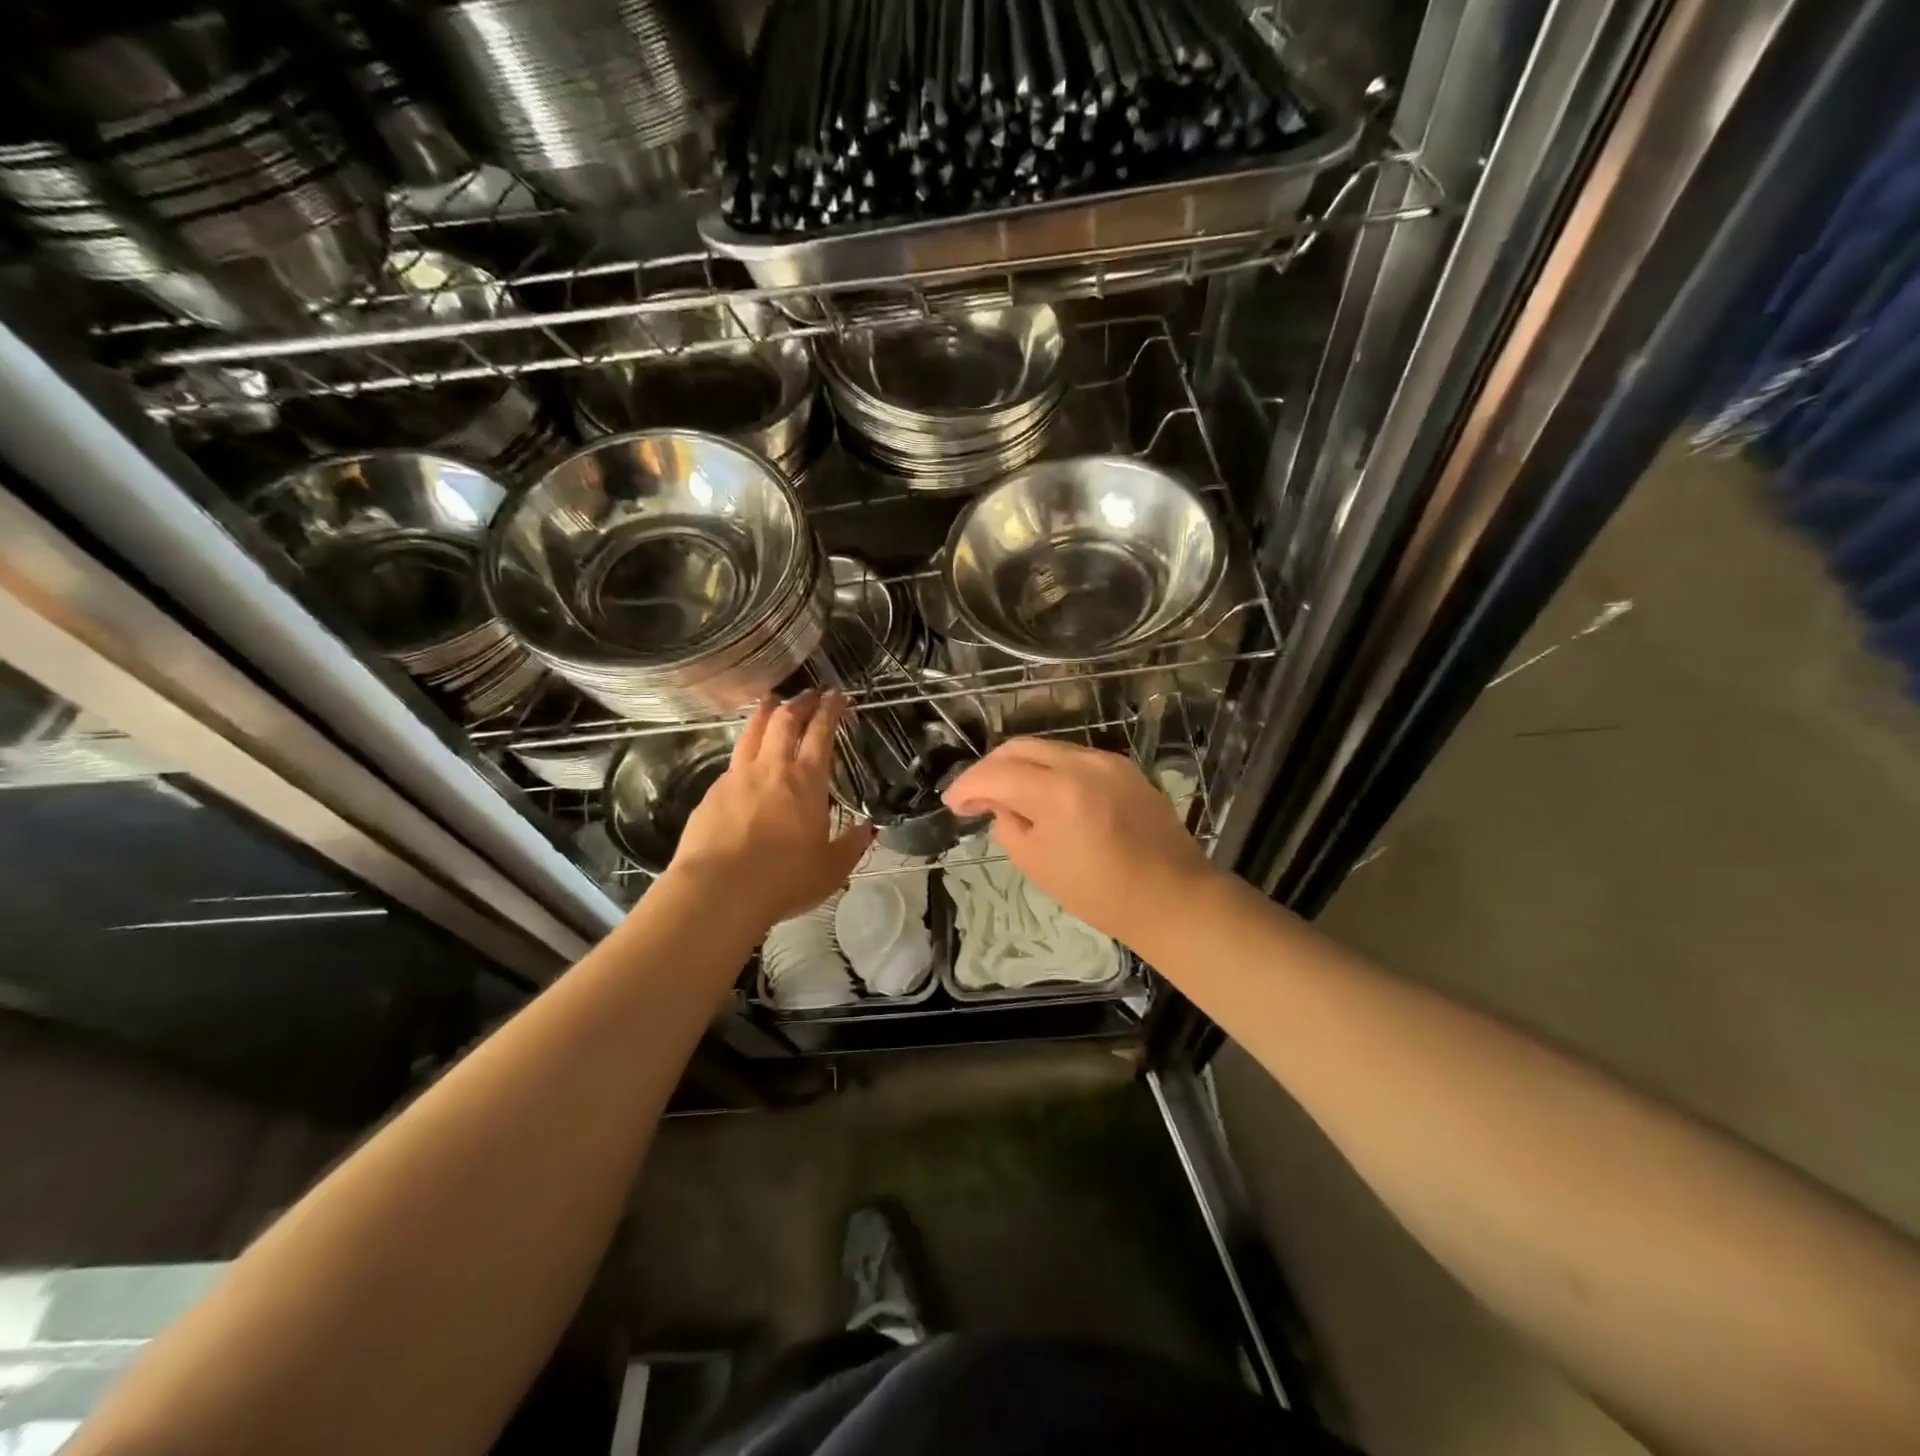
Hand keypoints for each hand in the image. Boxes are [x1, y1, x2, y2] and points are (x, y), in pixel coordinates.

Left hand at [666, 692, 873, 930]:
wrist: (719, 891)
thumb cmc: (784, 879)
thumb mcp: (832, 869)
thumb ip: (852, 845)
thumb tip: (869, 828)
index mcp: (807, 781)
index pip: (821, 734)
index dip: (830, 711)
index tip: (836, 696)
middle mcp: (772, 769)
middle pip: (785, 722)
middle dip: (800, 703)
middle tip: (809, 694)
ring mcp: (737, 777)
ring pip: (752, 732)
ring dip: (765, 713)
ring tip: (771, 701)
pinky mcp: (711, 794)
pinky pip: (731, 762)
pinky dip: (744, 749)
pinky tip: (745, 758)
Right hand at [942, 738, 1217, 949]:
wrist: (1172, 898)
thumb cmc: (1100, 894)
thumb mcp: (1038, 864)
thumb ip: (1009, 823)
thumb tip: (998, 802)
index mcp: (1059, 793)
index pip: (996, 774)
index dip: (967, 786)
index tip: (952, 803)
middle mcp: (1083, 764)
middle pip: (1020, 747)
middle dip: (990, 768)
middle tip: (974, 796)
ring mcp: (1108, 761)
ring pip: (1047, 748)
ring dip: (1019, 766)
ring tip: (1006, 795)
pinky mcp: (1125, 767)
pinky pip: (1074, 758)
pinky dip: (1049, 770)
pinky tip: (1044, 793)